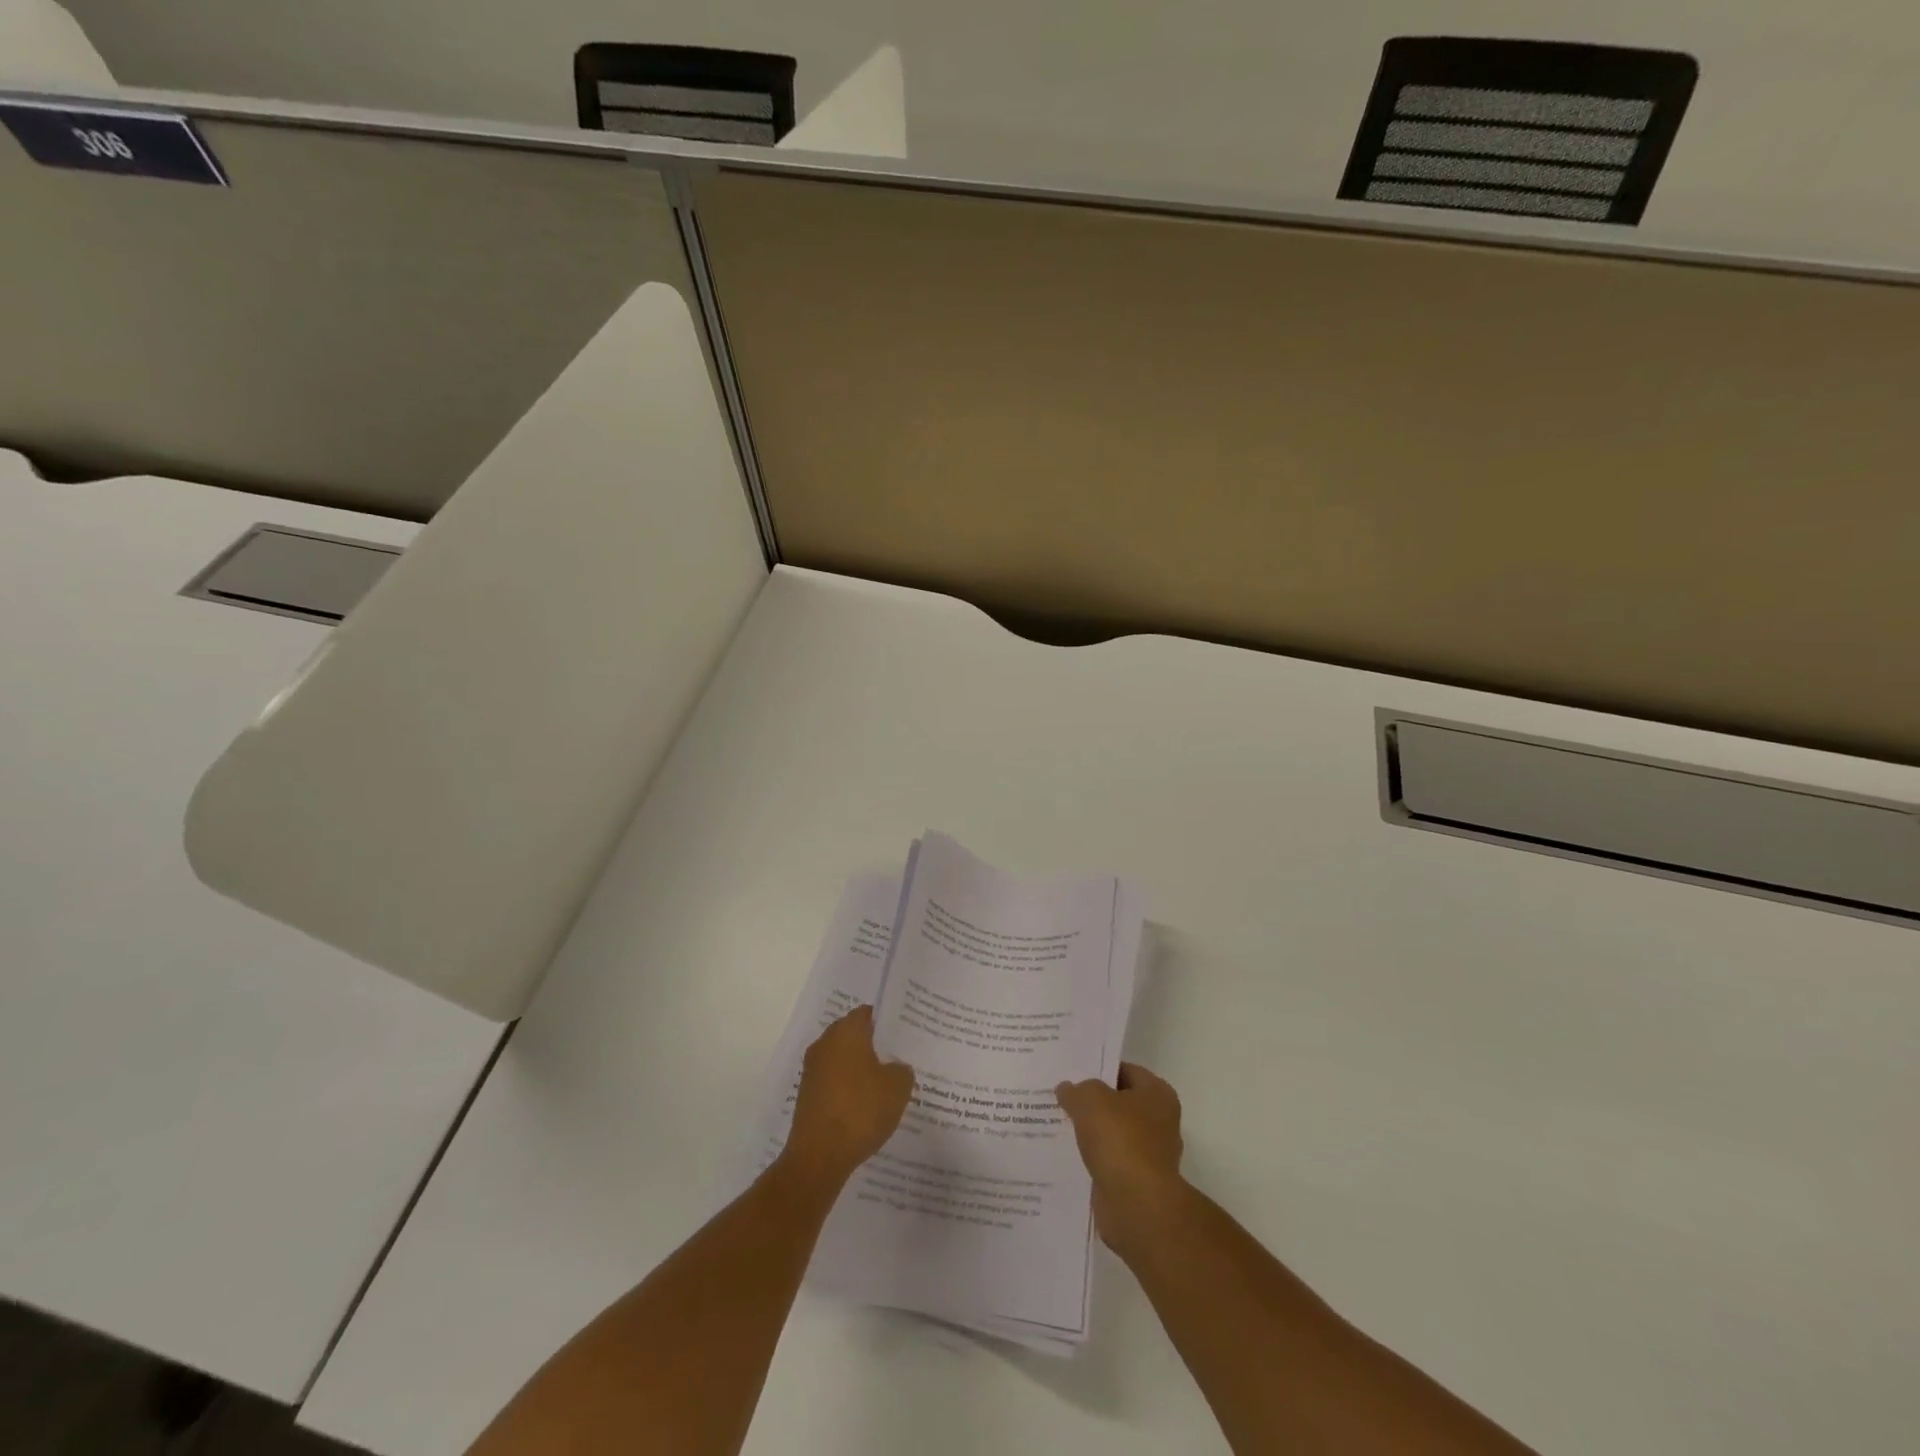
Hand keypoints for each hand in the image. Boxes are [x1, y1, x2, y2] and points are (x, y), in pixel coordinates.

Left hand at [781, 1005, 915, 1186]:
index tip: (903, 1032)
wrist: (819, 1157)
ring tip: (886, 1083)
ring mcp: (813, 1071)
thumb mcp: (898, 1087)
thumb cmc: (861, 1111)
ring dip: (860, 1068)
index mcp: (845, 1032)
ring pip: (843, 1060)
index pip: (867, 1013)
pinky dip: (849, 1088)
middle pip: (853, 1035)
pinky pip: (834, 1082)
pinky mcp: (807, 1096)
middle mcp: (825, 1044)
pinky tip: (866, 1106)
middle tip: (899, 1056)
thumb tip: (895, 1067)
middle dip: (874, 1044)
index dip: (886, 1020)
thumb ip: (902, 1069)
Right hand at [1055, 1062, 1186, 1257]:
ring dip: (1091, 1132)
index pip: (1125, 1071)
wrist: (1136, 1205)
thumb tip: (1067, 1089)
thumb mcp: (1091, 1099)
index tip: (1072, 1070)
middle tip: (1061, 1096)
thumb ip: (1077, 1090)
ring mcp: (1149, 1155)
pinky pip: (1109, 1161)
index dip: (1099, 1068)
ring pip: (1113, 1134)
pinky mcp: (1136, 1182)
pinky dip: (1092, 1158)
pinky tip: (1067, 1154)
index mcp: (1158, 1094)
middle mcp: (1160, 1122)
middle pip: (1119, 1103)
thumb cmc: (1120, 1140)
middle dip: (1093, 1102)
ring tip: (1057, 1123)